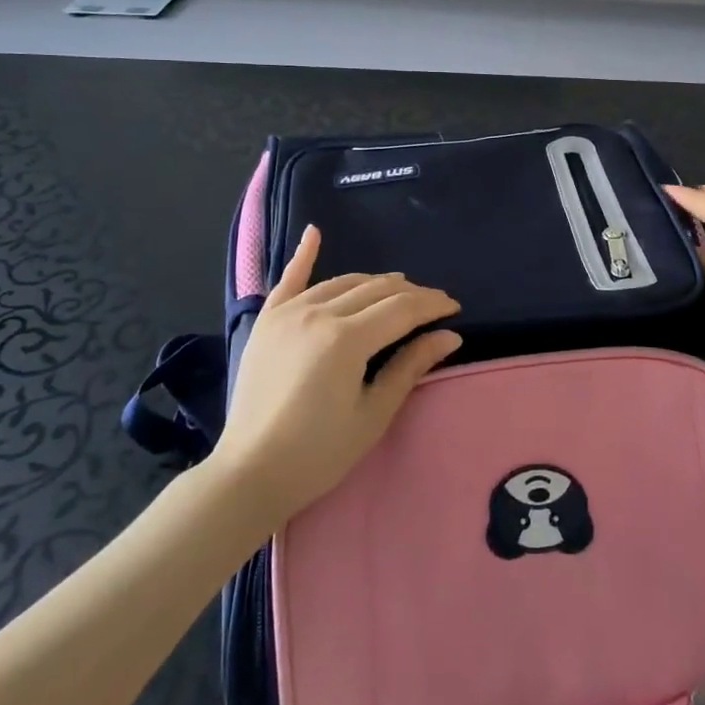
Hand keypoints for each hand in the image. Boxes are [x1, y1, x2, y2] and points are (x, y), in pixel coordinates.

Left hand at [209, 225, 461, 523]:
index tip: (454, 309)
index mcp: (347, 339)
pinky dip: (304, 255)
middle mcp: (318, 313)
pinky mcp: (268, 321)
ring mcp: (289, 313)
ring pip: (343, 282)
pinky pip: (289, 279)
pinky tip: (315, 232)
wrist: (250, 472)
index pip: (402, 309)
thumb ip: (410, 367)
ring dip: (375, 282)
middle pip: (376, 290)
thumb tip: (450, 336)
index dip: (432, 305)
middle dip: (410, 294)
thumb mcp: (373, 414)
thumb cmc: (318, 453)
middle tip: (432, 306)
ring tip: (397, 289)